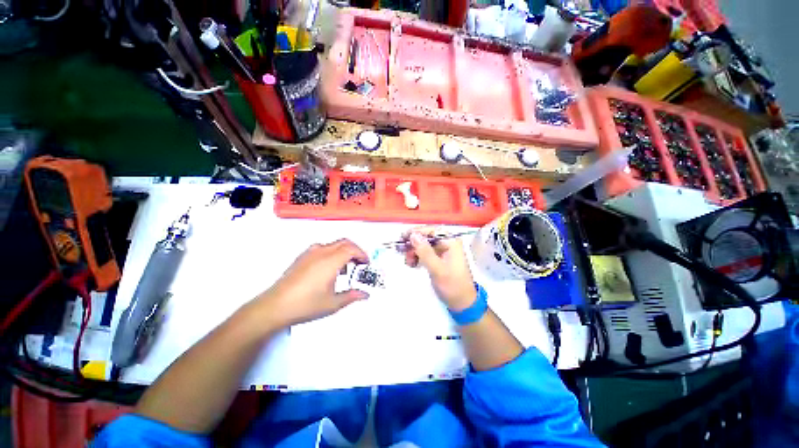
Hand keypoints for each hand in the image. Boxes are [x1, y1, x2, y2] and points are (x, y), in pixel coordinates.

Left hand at [254, 239, 369, 328]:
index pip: (352, 249)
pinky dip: (332, 253)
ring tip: (345, 267)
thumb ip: (351, 296)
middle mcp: (321, 252)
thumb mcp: (333, 303)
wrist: (274, 307)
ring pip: (333, 244)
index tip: (366, 263)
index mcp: (331, 261)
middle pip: (344, 242)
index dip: (362, 254)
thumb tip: (364, 294)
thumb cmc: (306, 305)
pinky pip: (322, 248)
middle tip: (359, 263)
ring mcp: (310, 253)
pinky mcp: (302, 257)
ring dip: (343, 251)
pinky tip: (329, 269)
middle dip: (355, 250)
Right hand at [402, 227, 476, 310]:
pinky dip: (417, 257)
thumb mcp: (437, 269)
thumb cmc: (452, 285)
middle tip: (400, 250)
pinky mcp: (439, 259)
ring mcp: (443, 251)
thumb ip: (425, 252)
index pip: (432, 230)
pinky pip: (425, 253)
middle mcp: (448, 243)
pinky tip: (412, 264)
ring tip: (407, 262)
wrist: (462, 303)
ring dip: (414, 251)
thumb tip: (413, 235)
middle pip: (427, 237)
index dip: (417, 231)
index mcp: (451, 242)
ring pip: (424, 245)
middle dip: (413, 243)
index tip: (403, 236)